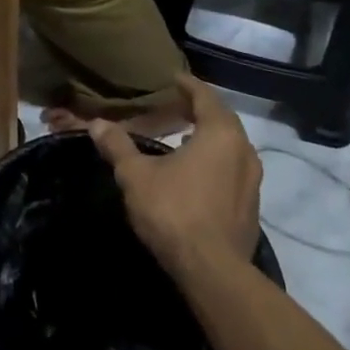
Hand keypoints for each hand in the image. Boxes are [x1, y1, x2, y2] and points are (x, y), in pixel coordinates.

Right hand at [89, 76, 262, 275]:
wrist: (212, 271)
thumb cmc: (174, 211)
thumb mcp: (136, 175)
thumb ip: (118, 146)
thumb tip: (97, 124)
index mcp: (220, 134)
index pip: (205, 97)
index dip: (187, 85)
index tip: (173, 78)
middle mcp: (244, 151)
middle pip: (222, 120)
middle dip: (199, 110)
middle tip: (175, 106)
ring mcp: (253, 181)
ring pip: (231, 147)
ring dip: (208, 137)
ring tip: (182, 138)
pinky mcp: (251, 207)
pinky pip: (233, 171)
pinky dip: (215, 162)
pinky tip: (195, 174)